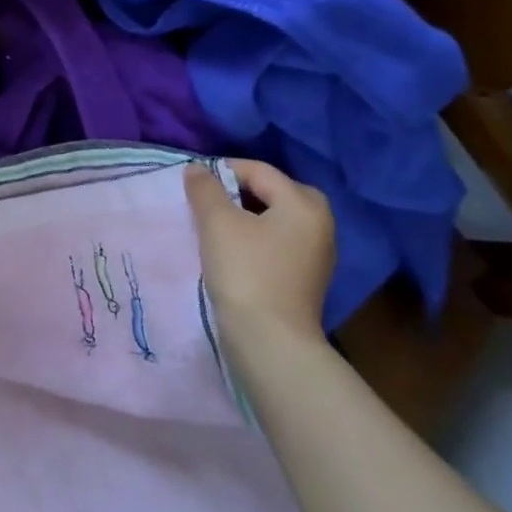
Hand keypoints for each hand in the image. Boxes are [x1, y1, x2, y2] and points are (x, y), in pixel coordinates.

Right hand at [184, 160, 334, 356]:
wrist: (270, 341)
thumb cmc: (245, 272)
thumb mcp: (218, 224)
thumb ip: (205, 190)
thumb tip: (197, 169)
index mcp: (304, 203)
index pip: (259, 171)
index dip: (222, 170)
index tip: (192, 183)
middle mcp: (319, 223)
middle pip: (273, 192)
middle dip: (237, 192)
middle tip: (206, 203)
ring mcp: (316, 253)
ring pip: (275, 218)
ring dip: (244, 216)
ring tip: (213, 226)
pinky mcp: (306, 277)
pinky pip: (277, 242)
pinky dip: (254, 238)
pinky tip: (232, 252)